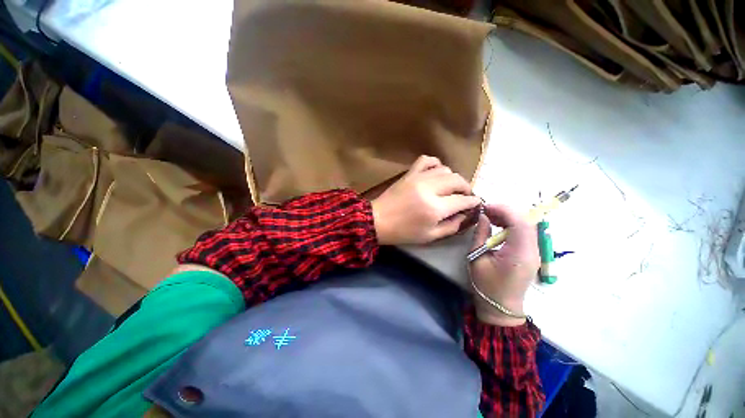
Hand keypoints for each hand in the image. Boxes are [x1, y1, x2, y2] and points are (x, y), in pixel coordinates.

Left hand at [371, 155, 480, 244]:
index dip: (473, 201)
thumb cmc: (403, 232)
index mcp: (435, 208)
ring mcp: (418, 178)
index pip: (463, 200)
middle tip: (466, 195)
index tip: (476, 203)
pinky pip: (426, 160)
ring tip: (451, 187)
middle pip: (457, 181)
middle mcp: (429, 189)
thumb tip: (465, 214)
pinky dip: (435, 164)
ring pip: (445, 169)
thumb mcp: (430, 236)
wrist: (378, 221)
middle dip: (467, 188)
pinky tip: (436, 172)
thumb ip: (451, 226)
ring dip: (453, 178)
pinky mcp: (409, 173)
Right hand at [469, 204, 538, 326]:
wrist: (500, 307)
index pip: (520, 222)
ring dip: (509, 216)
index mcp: (519, 253)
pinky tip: (499, 226)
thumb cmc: (486, 285)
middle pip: (527, 221)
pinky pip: (525, 233)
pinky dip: (512, 224)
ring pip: (527, 225)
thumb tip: (483, 216)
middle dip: (506, 211)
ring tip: (491, 217)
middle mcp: (532, 251)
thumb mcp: (477, 258)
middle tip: (486, 211)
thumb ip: (481, 234)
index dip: (504, 209)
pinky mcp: (531, 254)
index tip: (486, 207)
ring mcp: (534, 253)